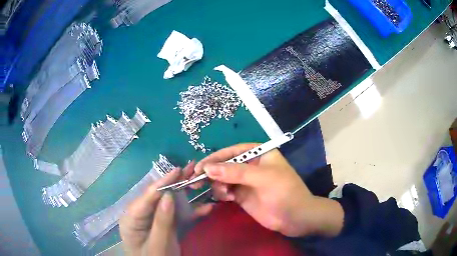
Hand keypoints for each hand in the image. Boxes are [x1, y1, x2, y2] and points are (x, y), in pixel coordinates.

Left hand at [119, 162, 212, 255]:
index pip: (147, 197)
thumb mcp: (158, 244)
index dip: (163, 182)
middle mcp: (140, 214)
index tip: (178, 170)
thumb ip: (162, 221)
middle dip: (175, 183)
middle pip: (157, 196)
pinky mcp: (163, 223)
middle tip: (190, 169)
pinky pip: (176, 215)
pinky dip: (190, 212)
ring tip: (196, 180)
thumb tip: (169, 195)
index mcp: (131, 218)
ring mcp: (152, 218)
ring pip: (168, 203)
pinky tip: (205, 208)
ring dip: (184, 194)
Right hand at [191, 144, 343, 236]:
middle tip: (195, 179)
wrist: (296, 217)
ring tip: (223, 193)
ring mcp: (246, 182)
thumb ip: (235, 172)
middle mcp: (251, 165)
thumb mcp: (262, 178)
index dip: (215, 157)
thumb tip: (208, 168)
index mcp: (259, 154)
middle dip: (211, 171)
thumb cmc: (284, 191)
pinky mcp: (242, 196)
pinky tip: (226, 198)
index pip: (233, 151)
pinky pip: (226, 191)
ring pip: (223, 178)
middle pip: (225, 165)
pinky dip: (222, 193)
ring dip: (218, 184)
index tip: (200, 166)